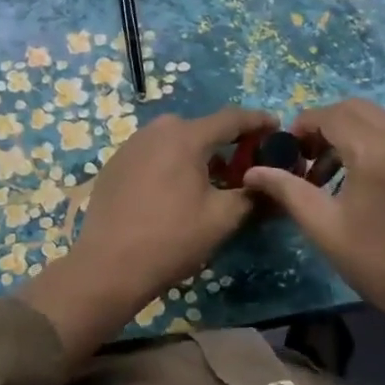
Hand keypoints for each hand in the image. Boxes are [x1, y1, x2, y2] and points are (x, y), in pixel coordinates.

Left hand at [21, 105, 275, 363]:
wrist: (108, 266)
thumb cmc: (172, 239)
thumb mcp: (222, 219)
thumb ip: (252, 195)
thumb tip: (272, 185)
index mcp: (186, 136)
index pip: (232, 118)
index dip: (258, 122)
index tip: (276, 128)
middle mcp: (157, 129)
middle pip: (202, 128)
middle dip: (226, 143)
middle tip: (244, 167)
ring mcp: (132, 144)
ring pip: (176, 140)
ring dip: (197, 154)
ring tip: (210, 182)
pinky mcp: (115, 163)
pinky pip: (154, 153)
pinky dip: (171, 163)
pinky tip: (174, 192)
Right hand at [245, 97, 384, 384]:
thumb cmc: (379, 263)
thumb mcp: (324, 227)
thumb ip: (287, 190)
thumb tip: (253, 172)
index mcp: (374, 151)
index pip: (330, 115)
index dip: (302, 126)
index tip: (287, 152)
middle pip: (354, 109)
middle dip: (324, 125)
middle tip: (306, 158)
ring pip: (376, 120)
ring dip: (346, 134)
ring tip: (327, 176)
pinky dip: (369, 144)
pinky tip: (358, 183)